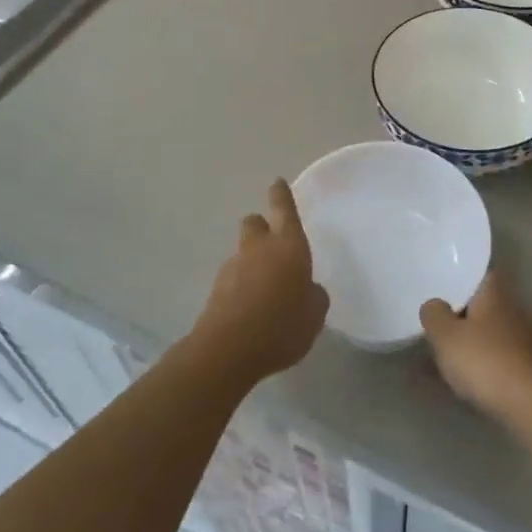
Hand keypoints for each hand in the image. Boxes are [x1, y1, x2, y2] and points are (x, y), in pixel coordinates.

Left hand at [192, 179, 328, 381]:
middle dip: (262, 226)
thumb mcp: (314, 314)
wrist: (229, 349)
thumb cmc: (282, 325)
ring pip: (243, 251)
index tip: (277, 182)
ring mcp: (233, 267)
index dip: (281, 195)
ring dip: (252, 261)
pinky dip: (242, 285)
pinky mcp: (216, 289)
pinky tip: (252, 308)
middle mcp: (259, 248)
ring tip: (266, 289)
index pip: (284, 209)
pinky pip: (233, 278)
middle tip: (273, 245)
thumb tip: (308, 289)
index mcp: (288, 245)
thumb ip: (314, 296)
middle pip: (254, 222)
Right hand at [420, 270, 531, 425]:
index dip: (460, 278)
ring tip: (445, 354)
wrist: (530, 406)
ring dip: (471, 341)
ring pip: (489, 332)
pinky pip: (496, 357)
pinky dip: (481, 363)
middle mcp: (513, 310)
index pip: (479, 274)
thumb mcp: (446, 336)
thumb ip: (434, 314)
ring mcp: (524, 339)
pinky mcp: (527, 367)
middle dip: (461, 313)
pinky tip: (464, 378)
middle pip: (483, 304)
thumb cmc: (484, 361)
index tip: (440, 286)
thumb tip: (434, 304)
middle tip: (436, 322)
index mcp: (494, 293)